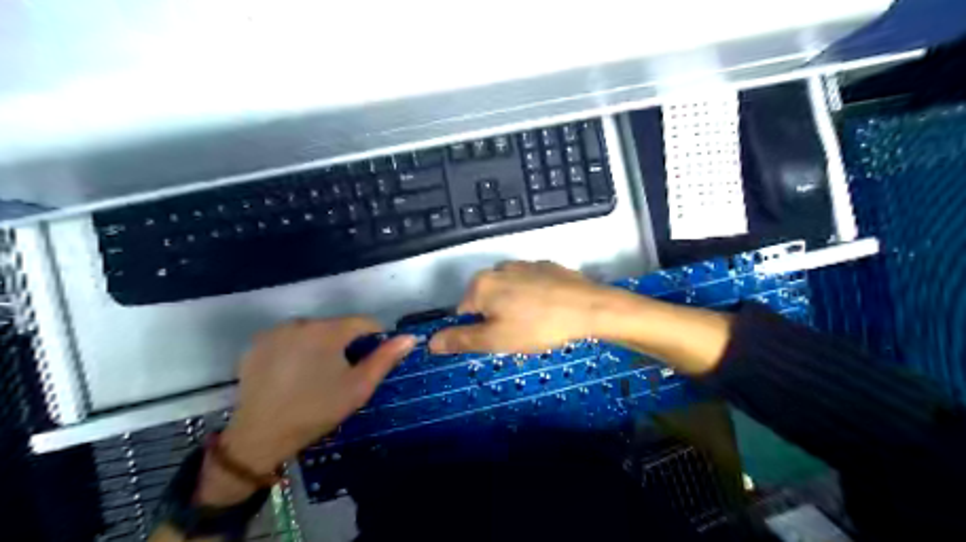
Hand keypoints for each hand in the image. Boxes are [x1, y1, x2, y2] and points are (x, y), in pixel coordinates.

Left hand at [212, 319, 413, 491]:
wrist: (261, 436)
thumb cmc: (317, 410)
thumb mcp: (358, 387)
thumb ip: (385, 358)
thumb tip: (410, 337)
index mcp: (328, 330)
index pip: (364, 322)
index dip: (374, 339)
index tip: (372, 360)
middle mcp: (301, 322)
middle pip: (336, 326)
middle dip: (345, 344)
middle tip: (343, 373)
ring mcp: (275, 332)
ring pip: (312, 332)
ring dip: (320, 345)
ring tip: (317, 375)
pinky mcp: (257, 344)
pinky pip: (288, 339)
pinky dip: (297, 350)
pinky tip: (294, 374)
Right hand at [428, 260, 609, 353]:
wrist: (589, 308)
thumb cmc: (537, 326)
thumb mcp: (495, 340)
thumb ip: (460, 339)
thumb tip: (431, 341)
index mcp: (481, 285)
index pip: (463, 313)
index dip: (478, 331)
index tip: (500, 341)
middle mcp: (498, 268)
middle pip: (486, 300)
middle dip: (496, 318)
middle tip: (518, 335)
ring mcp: (524, 264)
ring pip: (509, 292)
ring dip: (515, 307)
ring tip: (536, 324)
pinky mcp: (547, 266)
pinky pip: (530, 285)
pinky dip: (534, 297)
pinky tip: (550, 309)